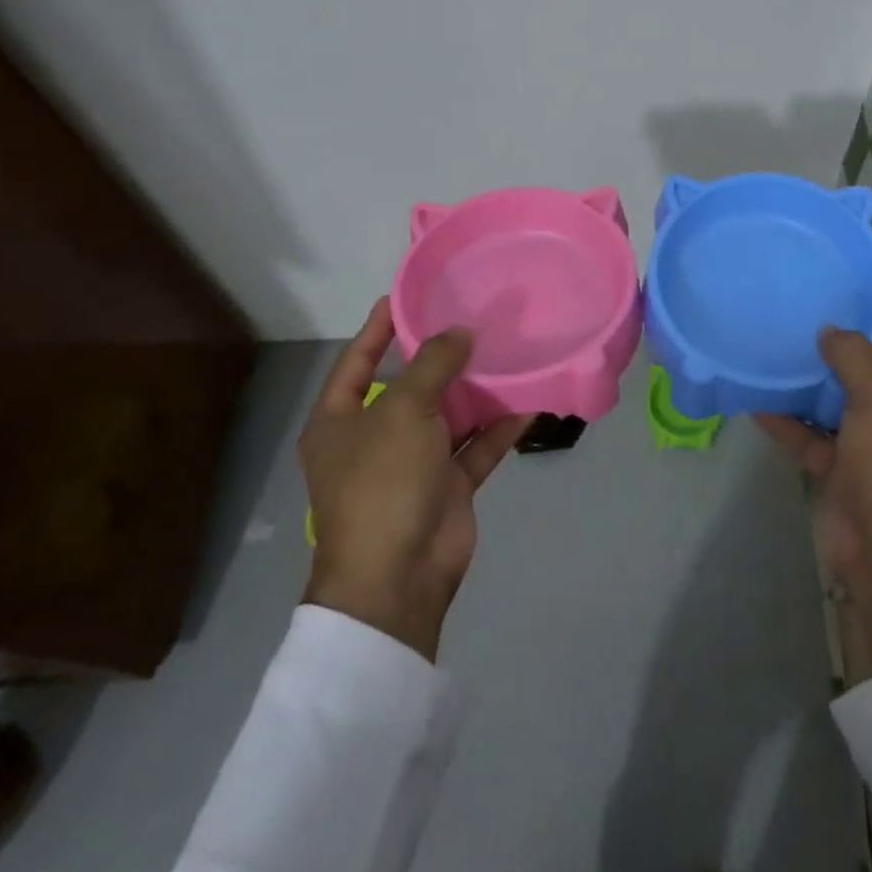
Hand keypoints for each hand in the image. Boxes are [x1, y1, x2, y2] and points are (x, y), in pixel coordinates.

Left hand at [298, 298, 529, 660]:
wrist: (398, 576)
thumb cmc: (384, 482)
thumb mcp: (403, 411)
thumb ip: (434, 364)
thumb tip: (460, 332)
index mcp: (340, 421)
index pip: (357, 361)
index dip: (378, 328)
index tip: (405, 295)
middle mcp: (375, 438)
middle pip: (411, 386)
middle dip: (442, 356)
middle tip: (475, 317)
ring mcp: (414, 464)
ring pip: (449, 415)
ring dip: (477, 389)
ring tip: (508, 350)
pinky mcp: (448, 485)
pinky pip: (477, 446)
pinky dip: (500, 426)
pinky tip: (530, 400)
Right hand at [759, 295, 871, 672]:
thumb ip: (855, 357)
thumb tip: (832, 331)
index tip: (870, 284)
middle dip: (846, 346)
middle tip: (810, 310)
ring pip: (842, 404)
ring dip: (813, 383)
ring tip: (779, 345)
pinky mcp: (849, 474)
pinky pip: (816, 437)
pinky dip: (791, 421)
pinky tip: (757, 397)